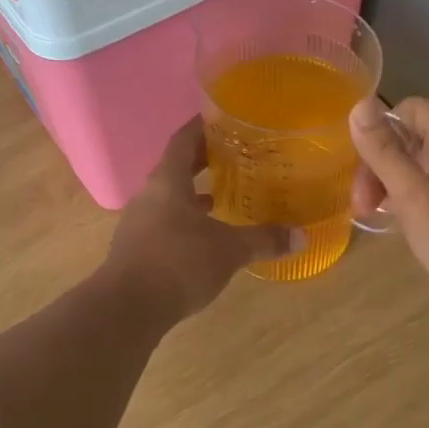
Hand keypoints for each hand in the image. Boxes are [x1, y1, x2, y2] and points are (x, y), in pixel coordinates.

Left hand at [106, 119, 298, 320]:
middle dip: (202, 161)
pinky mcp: (135, 248)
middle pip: (176, 167)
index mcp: (168, 181)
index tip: (223, 119)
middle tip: (233, 156)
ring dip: (192, 194)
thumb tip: (302, 236)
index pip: (183, 139)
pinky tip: (204, 237)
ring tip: (222, 196)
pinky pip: (163, 223)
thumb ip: (264, 239)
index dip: (202, 126)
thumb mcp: (229, 250)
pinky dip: (184, 221)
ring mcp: (137, 222)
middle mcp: (149, 195)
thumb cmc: (179, 262)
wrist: (127, 308)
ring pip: (168, 197)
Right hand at [349, 96, 428, 326]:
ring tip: (370, 215)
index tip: (360, 162)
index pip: (409, 109)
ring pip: (413, 167)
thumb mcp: (413, 194)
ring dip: (386, 185)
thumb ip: (384, 151)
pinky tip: (392, 223)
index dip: (380, 128)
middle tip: (361, 203)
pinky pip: (425, 191)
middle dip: (377, 164)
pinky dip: (403, 201)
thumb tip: (359, 105)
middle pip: (408, 139)